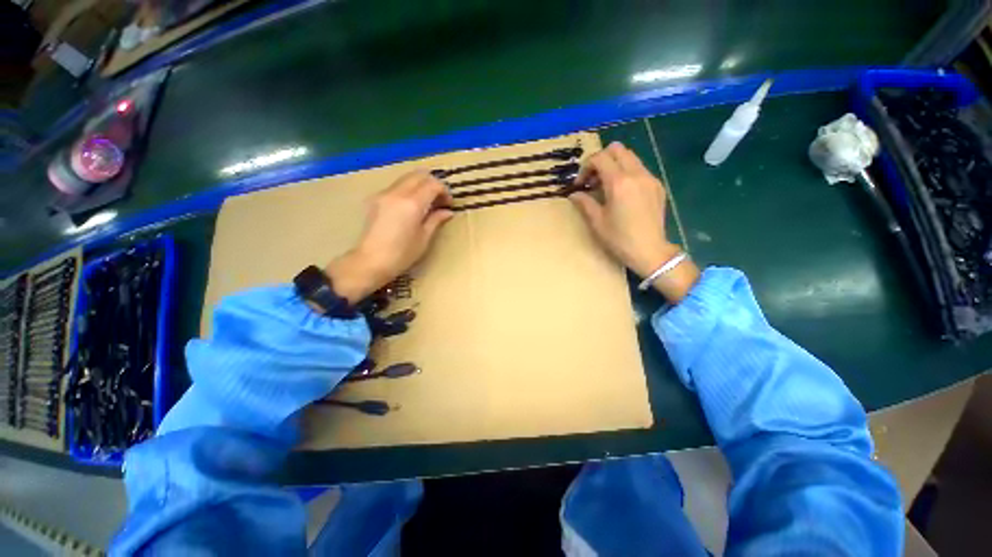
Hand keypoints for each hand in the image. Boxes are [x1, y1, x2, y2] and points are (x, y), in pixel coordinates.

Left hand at [325, 171, 453, 303]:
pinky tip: (411, 207)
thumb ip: (436, 220)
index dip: (444, 191)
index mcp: (412, 203)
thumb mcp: (424, 238)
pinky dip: (408, 190)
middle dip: (432, 183)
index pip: (432, 184)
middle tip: (439, 200)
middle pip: (419, 175)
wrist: (370, 261)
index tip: (449, 204)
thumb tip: (447, 211)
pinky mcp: (375, 199)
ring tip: (426, 203)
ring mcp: (384, 194)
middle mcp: (397, 193)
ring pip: (406, 178)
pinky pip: (396, 186)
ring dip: (420, 185)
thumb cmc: (402, 254)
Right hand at [569, 142, 699, 301]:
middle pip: (617, 149)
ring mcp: (649, 178)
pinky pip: (639, 169)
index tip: (580, 184)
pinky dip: (626, 173)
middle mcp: (636, 174)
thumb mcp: (597, 222)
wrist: (649, 251)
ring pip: (630, 157)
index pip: (600, 158)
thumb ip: (584, 203)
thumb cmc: (619, 239)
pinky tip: (622, 193)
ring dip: (614, 165)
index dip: (585, 167)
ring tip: (606, 186)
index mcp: (619, 183)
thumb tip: (573, 194)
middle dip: (601, 160)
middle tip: (593, 180)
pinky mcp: (657, 186)